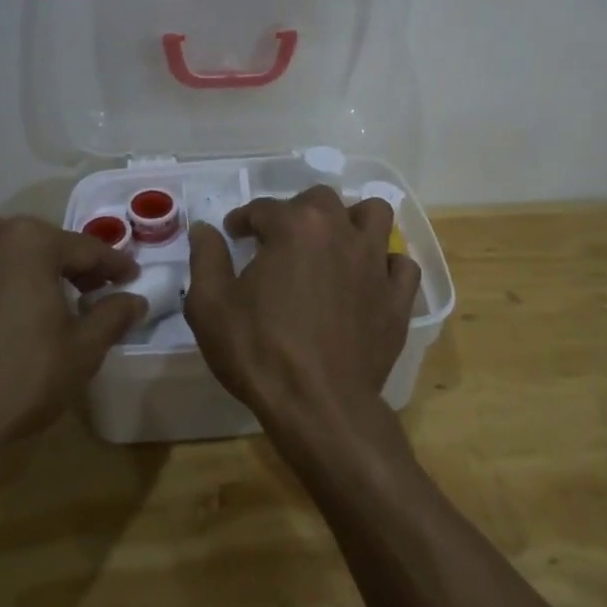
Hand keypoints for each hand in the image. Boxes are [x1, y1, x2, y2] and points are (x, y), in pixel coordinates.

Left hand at [0, 213, 144, 465]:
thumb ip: (113, 316)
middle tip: (90, 291)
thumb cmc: (20, 379)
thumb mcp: (83, 350)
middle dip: (68, 265)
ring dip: (21, 265)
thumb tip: (134, 299)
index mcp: (32, 240)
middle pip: (42, 245)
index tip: (131, 278)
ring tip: (37, 294)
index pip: (87, 250)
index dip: (114, 266)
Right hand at [185, 186, 421, 437]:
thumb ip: (206, 258)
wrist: (318, 406)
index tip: (233, 235)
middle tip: (280, 239)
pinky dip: (386, 266)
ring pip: (375, 215)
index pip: (263, 208)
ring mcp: (375, 263)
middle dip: (297, 211)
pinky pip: (401, 265)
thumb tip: (204, 229)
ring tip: (334, 243)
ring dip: (353, 221)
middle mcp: (340, 231)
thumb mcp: (210, 305)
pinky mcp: (397, 297)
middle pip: (321, 200)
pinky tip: (369, 280)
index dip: (243, 220)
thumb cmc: (259, 351)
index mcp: (295, 226)